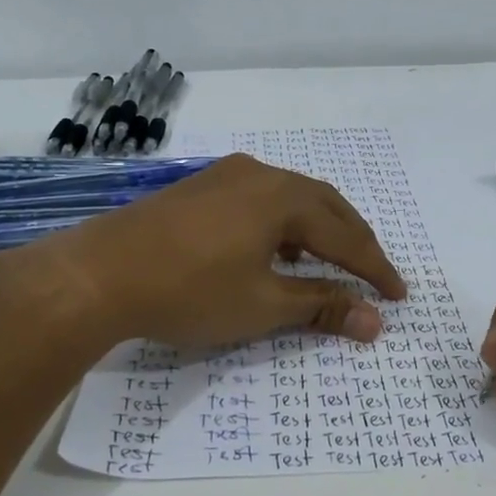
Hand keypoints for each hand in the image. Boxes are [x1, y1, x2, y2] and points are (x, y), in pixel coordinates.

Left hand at [5, 154, 406, 350]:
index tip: (399, 296)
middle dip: (353, 240)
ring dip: (318, 228)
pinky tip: (274, 248)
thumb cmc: (189, 291)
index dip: (375, 268)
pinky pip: (260, 199)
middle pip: (324, 205)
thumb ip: (322, 306)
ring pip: (290, 198)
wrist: (97, 275)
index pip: (346, 235)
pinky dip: (283, 224)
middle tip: (373, 273)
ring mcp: (225, 176)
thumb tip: (375, 321)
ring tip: (329, 261)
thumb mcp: (263, 305)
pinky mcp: (199, 188)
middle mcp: (259, 174)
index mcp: (283, 198)